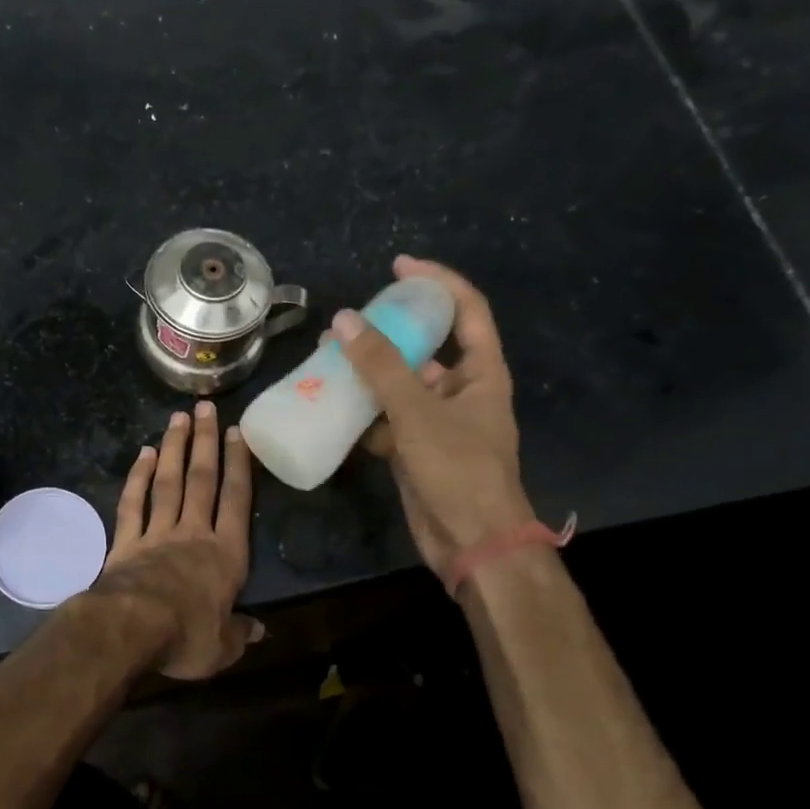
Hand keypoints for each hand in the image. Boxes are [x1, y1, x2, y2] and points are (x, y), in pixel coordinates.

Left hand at [91, 401, 262, 679]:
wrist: (132, 629)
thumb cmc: (186, 636)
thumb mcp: (222, 647)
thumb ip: (239, 633)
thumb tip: (260, 632)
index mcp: (225, 554)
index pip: (236, 500)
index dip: (239, 465)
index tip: (238, 433)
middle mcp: (193, 534)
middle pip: (202, 480)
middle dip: (206, 442)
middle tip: (206, 407)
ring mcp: (157, 533)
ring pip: (169, 483)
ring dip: (175, 449)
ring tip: (178, 418)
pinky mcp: (127, 542)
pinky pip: (133, 503)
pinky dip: (138, 478)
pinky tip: (143, 454)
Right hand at [334, 255, 534, 572]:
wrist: (471, 542)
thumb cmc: (457, 468)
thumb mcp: (418, 411)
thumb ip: (380, 366)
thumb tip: (343, 320)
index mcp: (481, 372)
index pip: (466, 309)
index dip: (436, 281)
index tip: (399, 266)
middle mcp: (462, 391)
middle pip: (426, 346)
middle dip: (389, 332)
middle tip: (348, 322)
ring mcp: (438, 422)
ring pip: (400, 386)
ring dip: (368, 374)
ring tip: (328, 360)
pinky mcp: (417, 450)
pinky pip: (387, 420)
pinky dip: (363, 414)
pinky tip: (332, 406)